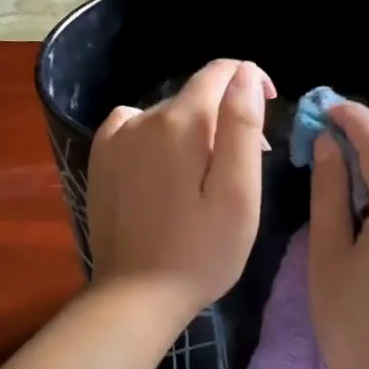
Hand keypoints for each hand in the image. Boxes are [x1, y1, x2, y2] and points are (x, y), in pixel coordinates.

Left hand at [86, 58, 273, 319]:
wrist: (136, 296)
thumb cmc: (201, 251)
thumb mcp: (238, 193)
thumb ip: (242, 126)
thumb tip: (244, 72)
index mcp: (180, 123)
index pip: (220, 72)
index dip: (250, 80)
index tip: (268, 108)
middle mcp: (141, 118)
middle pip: (195, 97)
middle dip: (226, 117)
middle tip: (247, 165)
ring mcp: (114, 139)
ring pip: (167, 114)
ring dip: (194, 130)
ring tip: (207, 175)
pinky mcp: (100, 161)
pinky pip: (134, 127)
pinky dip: (157, 136)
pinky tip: (165, 168)